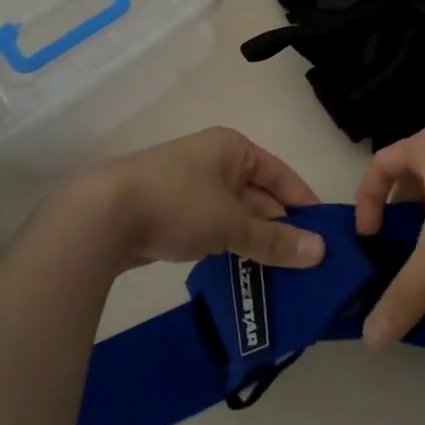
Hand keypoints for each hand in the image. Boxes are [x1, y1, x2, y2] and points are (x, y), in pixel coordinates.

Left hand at [58, 127, 326, 272]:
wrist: (100, 217)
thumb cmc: (177, 203)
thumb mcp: (232, 223)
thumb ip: (275, 240)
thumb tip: (321, 253)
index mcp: (233, 149)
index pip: (281, 175)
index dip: (303, 203)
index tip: (325, 234)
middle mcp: (213, 161)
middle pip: (258, 196)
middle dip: (279, 228)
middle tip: (305, 263)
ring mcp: (189, 187)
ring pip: (234, 216)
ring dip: (253, 242)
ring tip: (279, 275)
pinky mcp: (169, 213)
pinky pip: (212, 229)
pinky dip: (228, 247)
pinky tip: (241, 272)